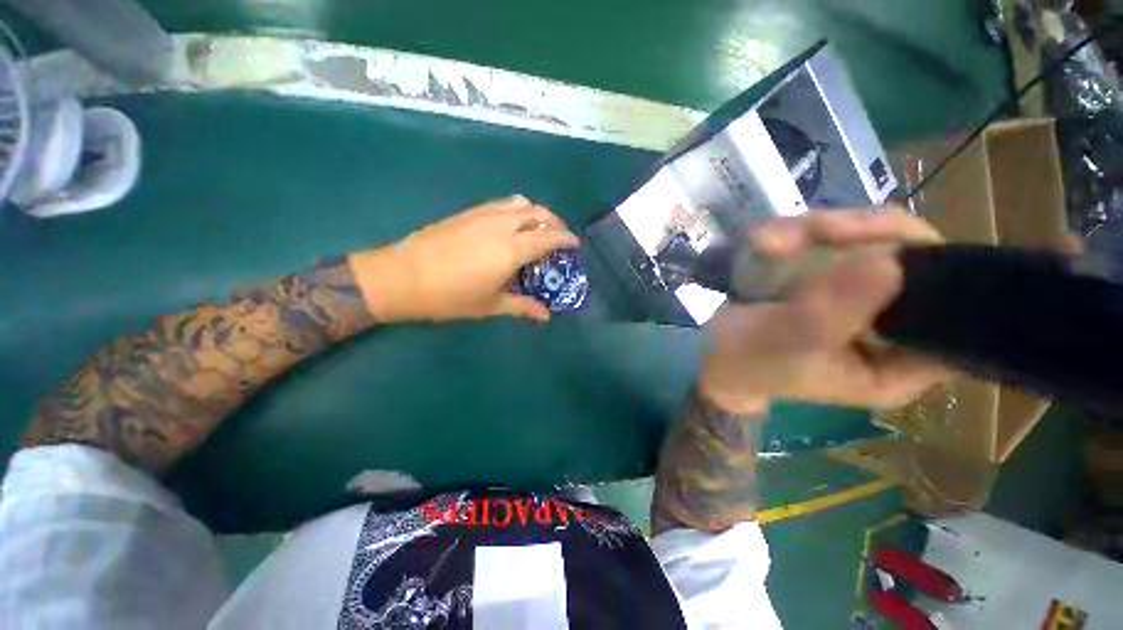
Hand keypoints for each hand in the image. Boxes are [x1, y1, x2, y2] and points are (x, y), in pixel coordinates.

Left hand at [349, 195, 579, 322]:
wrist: (401, 277)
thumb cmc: (449, 296)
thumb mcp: (489, 305)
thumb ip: (521, 306)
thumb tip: (545, 316)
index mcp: (511, 249)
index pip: (548, 236)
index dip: (566, 238)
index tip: (575, 244)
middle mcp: (501, 225)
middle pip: (537, 211)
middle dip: (554, 221)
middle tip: (559, 236)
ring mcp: (482, 215)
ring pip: (519, 202)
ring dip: (535, 212)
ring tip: (537, 228)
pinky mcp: (467, 212)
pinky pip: (500, 204)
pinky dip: (515, 210)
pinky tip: (510, 226)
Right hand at [699, 207, 956, 413]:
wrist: (712, 353)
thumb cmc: (748, 362)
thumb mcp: (787, 344)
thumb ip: (833, 314)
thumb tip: (890, 263)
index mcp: (899, 362)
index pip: (955, 313)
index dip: (938, 271)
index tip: (891, 247)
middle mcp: (892, 324)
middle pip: (913, 257)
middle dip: (862, 236)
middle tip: (815, 229)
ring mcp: (860, 294)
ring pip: (869, 237)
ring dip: (817, 230)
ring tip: (768, 242)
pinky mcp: (830, 276)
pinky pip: (832, 238)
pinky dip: (796, 233)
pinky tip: (764, 242)